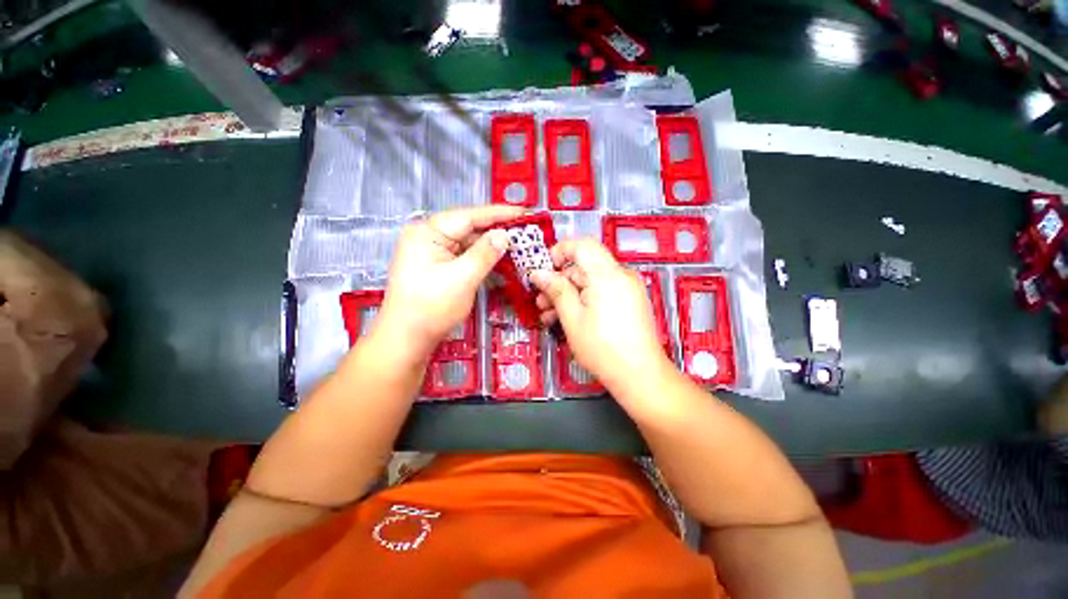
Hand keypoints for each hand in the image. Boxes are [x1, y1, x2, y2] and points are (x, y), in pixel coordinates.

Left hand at [374, 205, 524, 360]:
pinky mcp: (438, 267)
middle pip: (468, 228)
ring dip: (491, 246)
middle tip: (525, 231)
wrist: (407, 340)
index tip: (524, 212)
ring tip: (517, 246)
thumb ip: (485, 254)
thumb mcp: (462, 278)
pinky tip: (499, 261)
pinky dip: (481, 259)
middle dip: (496, 230)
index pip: (469, 216)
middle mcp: (428, 237)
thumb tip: (504, 235)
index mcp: (428, 232)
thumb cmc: (431, 308)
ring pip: (468, 243)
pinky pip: (464, 257)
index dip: (499, 214)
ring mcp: (432, 253)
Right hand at [530, 239, 671, 390]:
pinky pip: (602, 292)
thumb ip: (555, 290)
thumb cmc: (602, 347)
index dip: (559, 252)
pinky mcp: (629, 302)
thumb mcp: (572, 318)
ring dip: (568, 294)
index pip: (582, 245)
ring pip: (590, 282)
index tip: (542, 270)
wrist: (641, 376)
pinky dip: (584, 300)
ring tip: (549, 315)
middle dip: (559, 281)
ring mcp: (627, 289)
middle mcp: (621, 275)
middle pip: (584, 266)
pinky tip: (568, 319)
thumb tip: (538, 273)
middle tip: (540, 300)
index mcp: (607, 274)